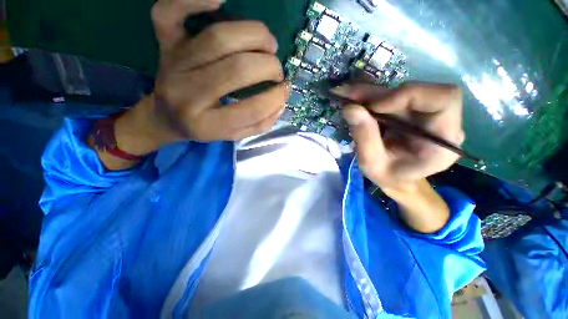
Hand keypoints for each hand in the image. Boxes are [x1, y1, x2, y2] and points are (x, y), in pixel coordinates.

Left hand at [150, 3, 287, 142]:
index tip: (286, 90)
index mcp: (207, 125)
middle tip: (277, 71)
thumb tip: (282, 101)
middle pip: (237, 69)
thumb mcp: (235, 135)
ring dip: (254, 36)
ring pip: (218, 38)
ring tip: (269, 45)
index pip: (250, 109)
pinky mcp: (165, 43)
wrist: (166, 117)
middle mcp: (188, 94)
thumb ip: (260, 123)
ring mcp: (174, 64)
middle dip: (268, 67)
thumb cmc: (205, 127)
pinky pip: (170, 11)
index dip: (274, 98)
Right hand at [340, 82, 463, 192]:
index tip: (373, 107)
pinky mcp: (411, 111)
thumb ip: (364, 138)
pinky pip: (392, 97)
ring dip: (371, 94)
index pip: (444, 99)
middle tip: (349, 96)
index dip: (408, 95)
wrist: (397, 179)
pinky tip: (354, 100)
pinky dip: (371, 98)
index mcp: (443, 140)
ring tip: (347, 97)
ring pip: (399, 92)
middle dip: (380, 94)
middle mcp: (441, 121)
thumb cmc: (389, 177)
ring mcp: (426, 114)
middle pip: (417, 91)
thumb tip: (350, 108)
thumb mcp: (372, 164)